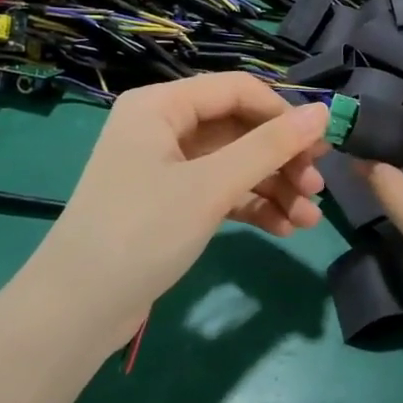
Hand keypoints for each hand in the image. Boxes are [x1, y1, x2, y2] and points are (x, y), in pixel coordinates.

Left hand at [26, 73, 330, 349]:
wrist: (76, 311)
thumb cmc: (142, 231)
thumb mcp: (211, 186)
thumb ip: (269, 147)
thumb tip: (325, 112)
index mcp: (161, 104)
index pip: (237, 90)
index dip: (282, 114)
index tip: (321, 146)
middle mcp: (163, 127)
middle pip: (238, 128)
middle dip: (281, 158)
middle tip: (317, 188)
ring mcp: (166, 167)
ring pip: (234, 163)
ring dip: (273, 187)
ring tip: (309, 218)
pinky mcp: (171, 202)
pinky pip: (221, 191)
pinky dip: (251, 206)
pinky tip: (284, 228)